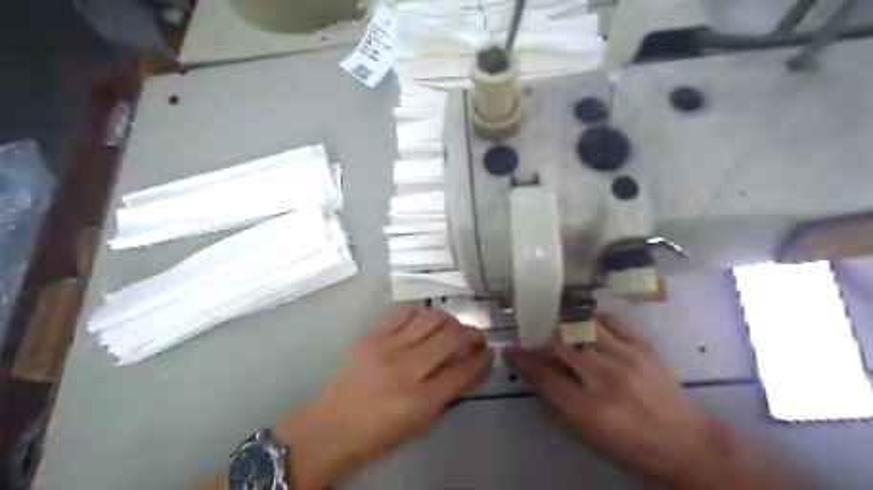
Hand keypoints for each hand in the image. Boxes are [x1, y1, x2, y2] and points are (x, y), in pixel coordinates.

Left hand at [274, 304, 489, 488]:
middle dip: (472, 334)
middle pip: (452, 337)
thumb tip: (475, 365)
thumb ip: (451, 391)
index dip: (482, 359)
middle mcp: (407, 368)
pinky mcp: (372, 334)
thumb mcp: (422, 420)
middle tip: (475, 338)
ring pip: (432, 317)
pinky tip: (422, 324)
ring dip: (450, 320)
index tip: (488, 352)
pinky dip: (421, 314)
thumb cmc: (381, 431)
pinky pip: (405, 311)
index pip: (463, 370)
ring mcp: (387, 346)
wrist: (333, 424)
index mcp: (420, 399)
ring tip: (451, 328)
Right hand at [502, 314, 727, 485]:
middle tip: (532, 334)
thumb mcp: (586, 432)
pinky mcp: (643, 346)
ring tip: (556, 322)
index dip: (521, 359)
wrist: (685, 442)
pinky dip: (594, 317)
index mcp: (586, 407)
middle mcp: (602, 377)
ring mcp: (625, 357)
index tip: (509, 349)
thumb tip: (533, 372)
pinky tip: (586, 320)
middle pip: (558, 344)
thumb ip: (556, 400)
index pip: (542, 375)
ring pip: (581, 327)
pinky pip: (611, 320)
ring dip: (563, 323)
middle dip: (539, 336)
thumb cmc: (629, 443)